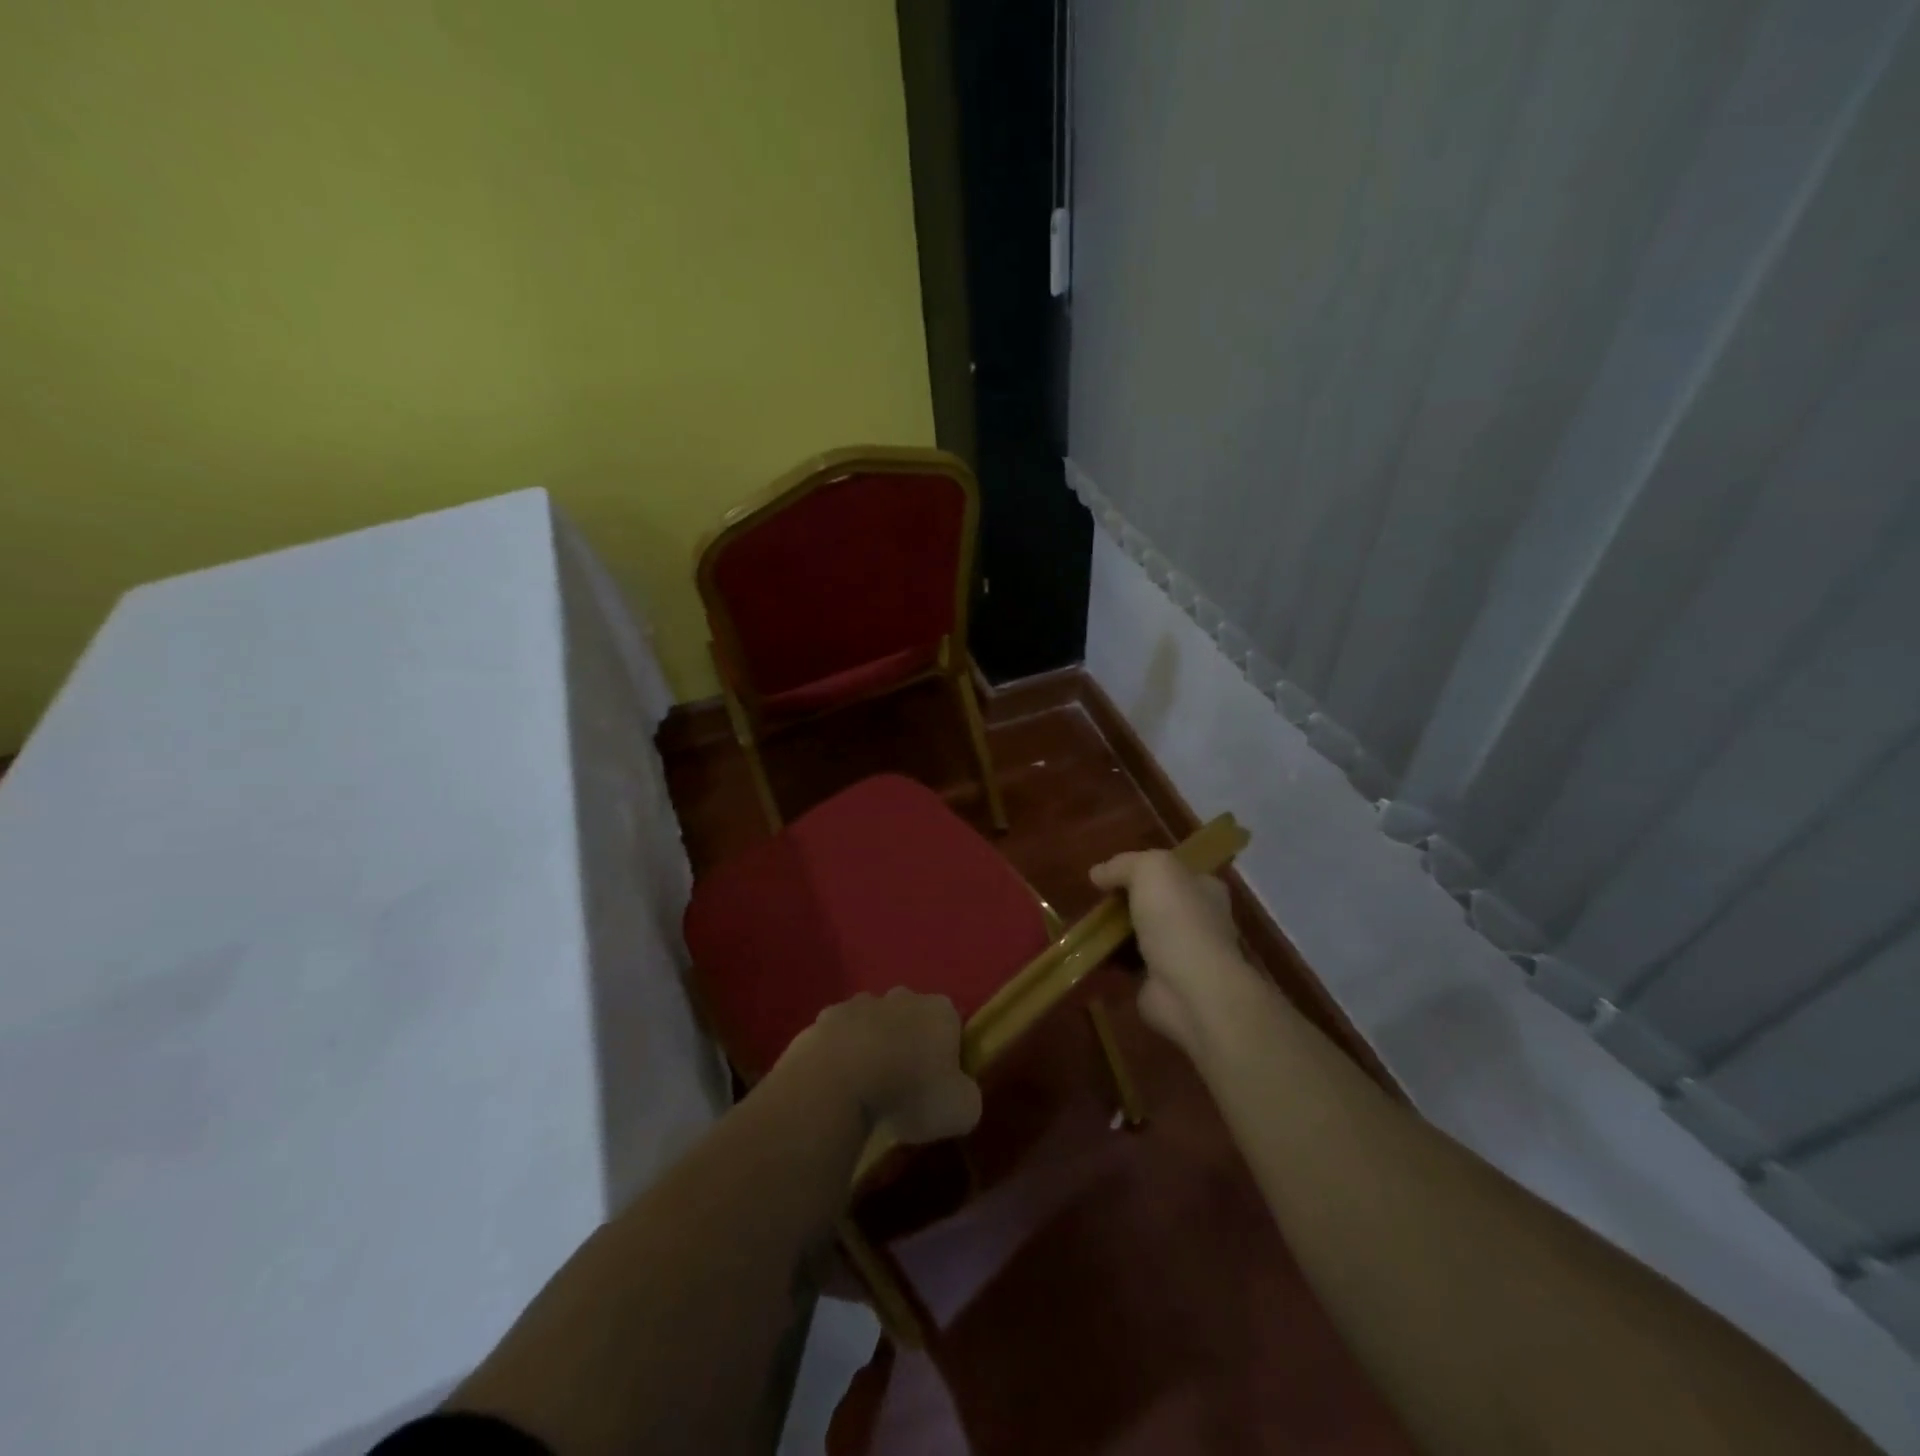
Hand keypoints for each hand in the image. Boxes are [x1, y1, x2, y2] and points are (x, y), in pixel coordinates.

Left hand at [786, 989, 982, 1144]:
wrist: (839, 1081)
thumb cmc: (909, 1091)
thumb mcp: (960, 1110)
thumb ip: (966, 1098)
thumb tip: (959, 1096)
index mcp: (940, 1011)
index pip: (951, 1024)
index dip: (947, 1053)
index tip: (939, 1083)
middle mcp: (902, 997)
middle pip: (910, 1017)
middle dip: (908, 1042)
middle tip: (903, 1084)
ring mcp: (859, 1003)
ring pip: (872, 1023)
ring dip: (872, 1046)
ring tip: (867, 1087)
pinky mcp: (824, 1019)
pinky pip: (838, 1038)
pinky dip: (839, 1055)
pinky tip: (837, 1086)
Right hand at [1090, 850, 1258, 1055]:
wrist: (1190, 989)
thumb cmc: (1177, 919)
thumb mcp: (1150, 870)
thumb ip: (1123, 864)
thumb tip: (1098, 873)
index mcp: (1205, 890)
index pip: (1174, 873)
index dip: (1143, 870)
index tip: (1111, 874)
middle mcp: (1199, 921)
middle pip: (1154, 904)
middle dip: (1126, 903)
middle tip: (1095, 902)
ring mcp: (1181, 955)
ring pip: (1141, 935)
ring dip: (1115, 934)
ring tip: (1085, 927)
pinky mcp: (1161, 983)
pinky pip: (1130, 965)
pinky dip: (1111, 961)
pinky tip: (1088, 953)